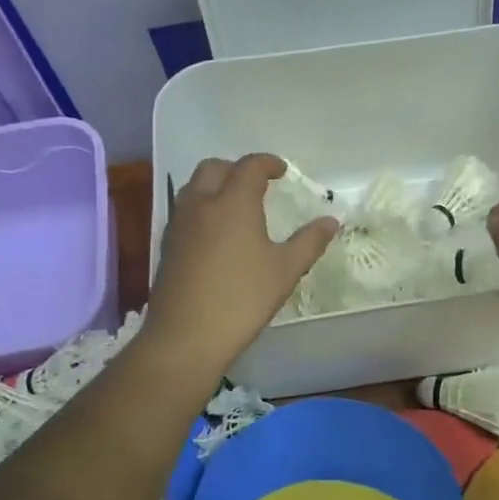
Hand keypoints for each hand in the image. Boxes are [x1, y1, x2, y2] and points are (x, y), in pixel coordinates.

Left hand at [142, 154, 337, 378]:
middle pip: (214, 167)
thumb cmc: (242, 299)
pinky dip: (202, 208)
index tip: (282, 171)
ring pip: (194, 187)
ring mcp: (179, 224)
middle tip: (257, 185)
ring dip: (215, 185)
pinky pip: (184, 211)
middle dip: (236, 169)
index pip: (249, 166)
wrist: (186, 336)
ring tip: (236, 206)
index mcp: (233, 203)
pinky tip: (216, 234)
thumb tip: (331, 221)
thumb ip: (309, 241)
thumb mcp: (285, 270)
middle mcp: (201, 204)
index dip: (267, 163)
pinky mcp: (167, 246)